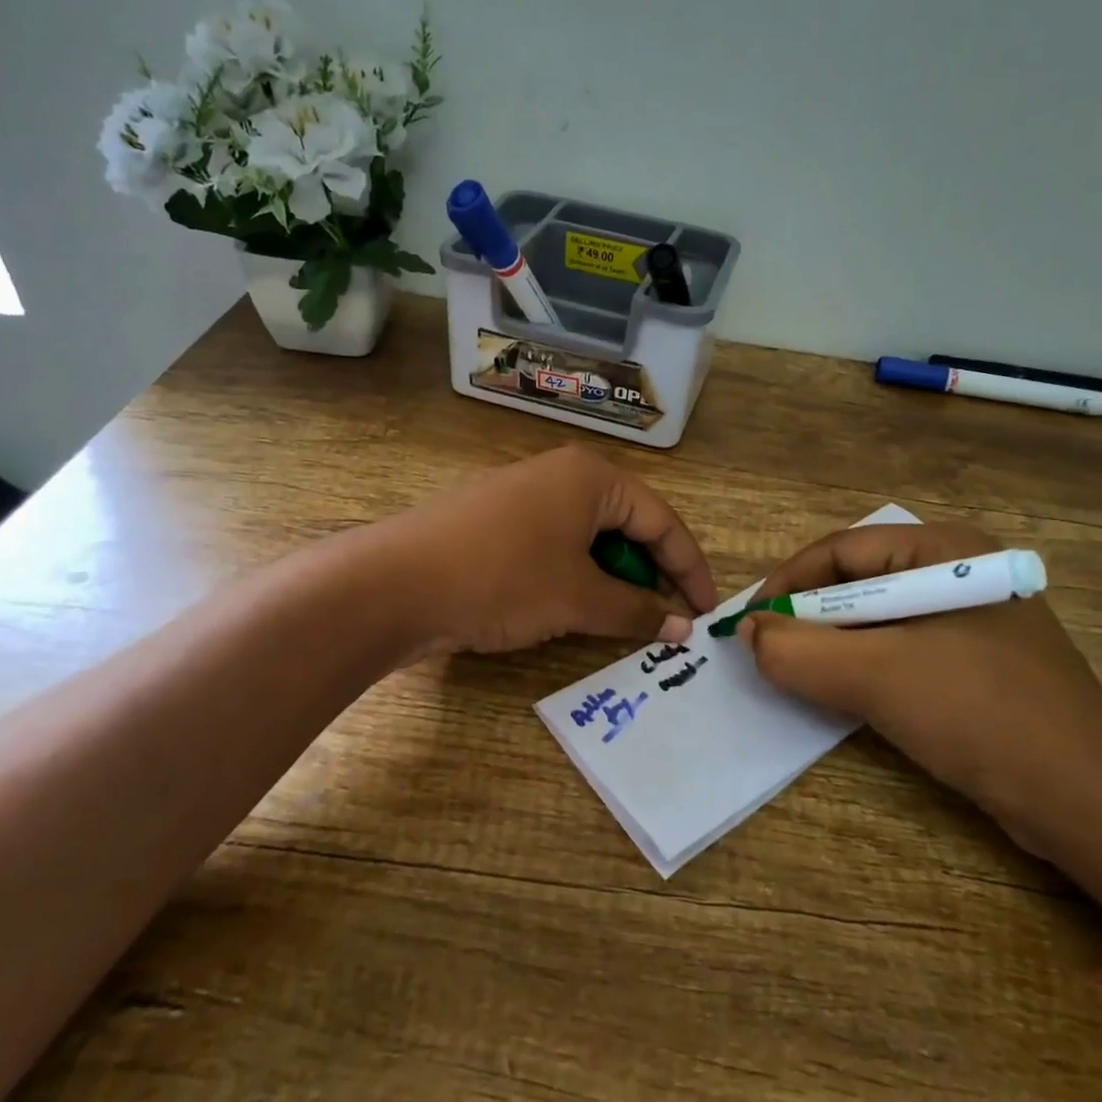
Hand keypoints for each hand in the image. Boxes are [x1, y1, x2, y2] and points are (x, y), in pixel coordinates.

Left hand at [385, 446, 716, 655]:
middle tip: (665, 621)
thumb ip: (637, 611)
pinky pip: (555, 545)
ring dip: (611, 579)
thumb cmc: (503, 579)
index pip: (662, 521)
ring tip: (621, 620)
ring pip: (589, 538)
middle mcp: (560, 474)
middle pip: (626, 525)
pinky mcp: (495, 521)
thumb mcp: (579, 599)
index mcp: (591, 477)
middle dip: (649, 575)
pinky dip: (575, 576)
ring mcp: (523, 496)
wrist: (394, 583)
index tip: (706, 614)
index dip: (690, 570)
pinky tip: (573, 607)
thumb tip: (681, 627)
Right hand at [738, 521, 1101, 920]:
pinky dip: (863, 667)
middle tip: (768, 651)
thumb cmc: (979, 715)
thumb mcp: (875, 677)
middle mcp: (959, 572)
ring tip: (798, 674)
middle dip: (808, 616)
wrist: (1089, 802)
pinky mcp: (976, 661)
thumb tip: (746, 632)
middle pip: (858, 581)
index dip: (787, 582)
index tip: (748, 622)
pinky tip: (845, 693)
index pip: (842, 550)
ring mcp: (971, 619)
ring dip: (832, 646)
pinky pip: (900, 649)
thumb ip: (797, 650)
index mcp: (946, 551)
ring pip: (876, 619)